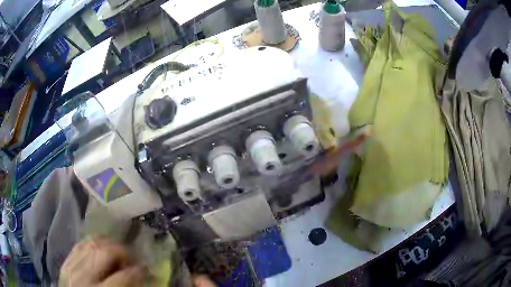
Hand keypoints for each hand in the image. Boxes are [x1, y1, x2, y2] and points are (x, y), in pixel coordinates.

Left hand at [59, 238, 144, 286]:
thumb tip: (138, 276)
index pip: (123, 277)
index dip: (138, 271)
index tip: (146, 269)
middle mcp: (83, 277)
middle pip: (103, 253)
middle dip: (121, 251)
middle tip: (131, 258)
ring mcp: (71, 266)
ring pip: (90, 244)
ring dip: (107, 244)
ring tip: (116, 250)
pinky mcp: (65, 262)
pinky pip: (79, 245)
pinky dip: (91, 242)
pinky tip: (99, 246)